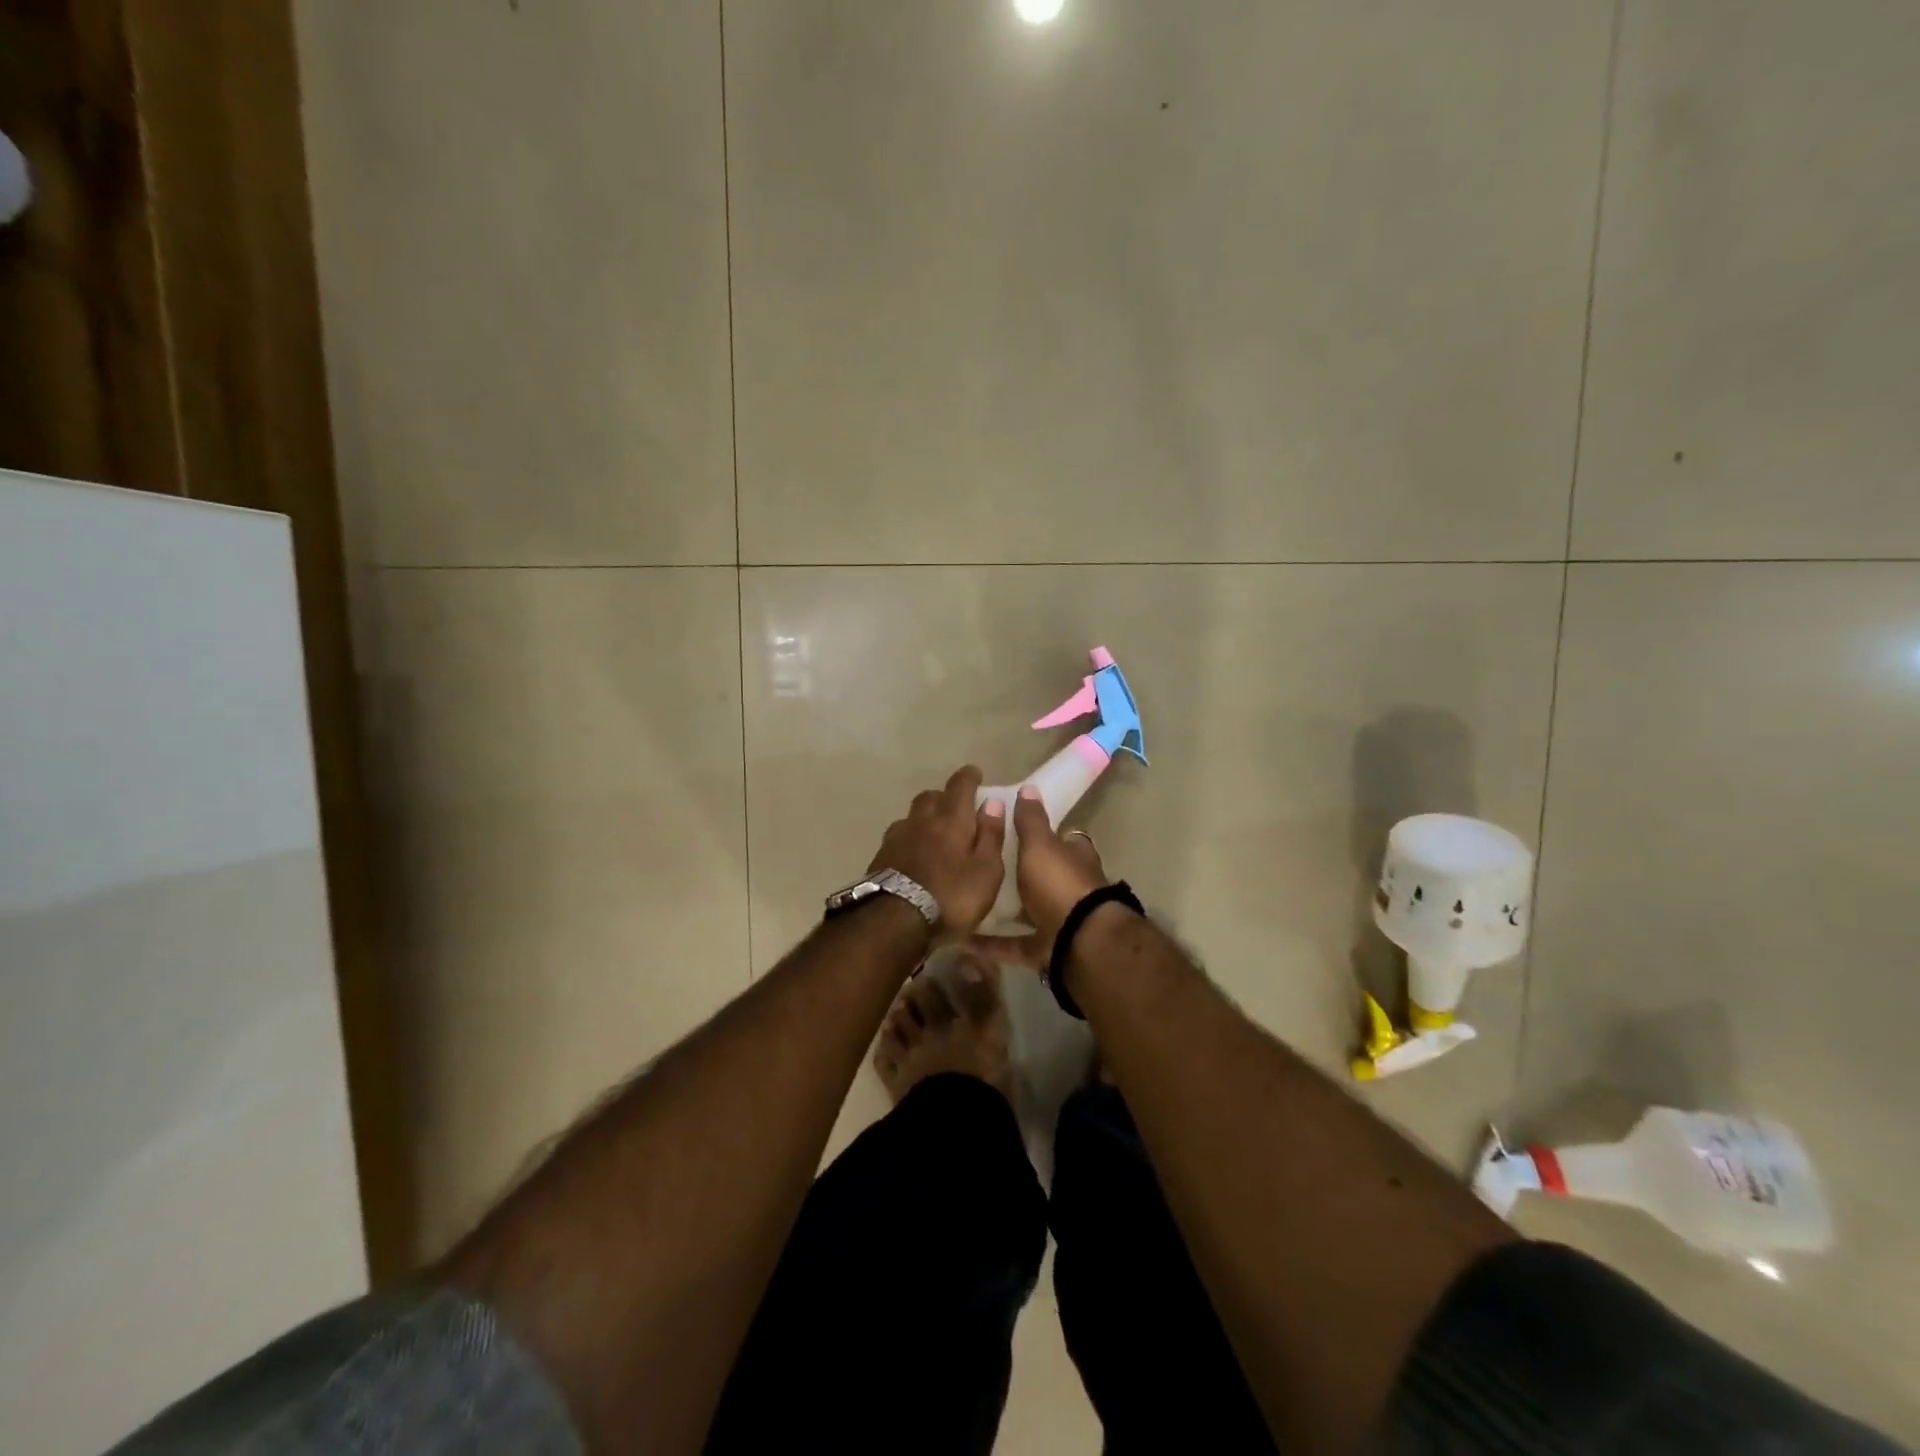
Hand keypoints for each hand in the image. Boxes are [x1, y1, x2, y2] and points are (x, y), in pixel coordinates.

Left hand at [868, 766, 1007, 938]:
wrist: (894, 921)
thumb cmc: (951, 897)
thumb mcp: (986, 871)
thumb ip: (990, 835)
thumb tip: (992, 803)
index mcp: (951, 819)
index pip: (960, 786)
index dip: (969, 777)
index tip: (975, 773)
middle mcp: (922, 820)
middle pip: (931, 796)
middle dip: (944, 796)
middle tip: (956, 808)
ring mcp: (897, 837)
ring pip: (912, 816)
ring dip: (924, 817)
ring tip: (934, 832)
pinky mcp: (881, 857)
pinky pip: (898, 836)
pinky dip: (910, 838)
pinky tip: (913, 853)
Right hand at [972, 786, 1108, 966]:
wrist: (1080, 942)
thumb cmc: (1060, 883)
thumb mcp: (1040, 845)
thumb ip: (1031, 820)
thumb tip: (1029, 787)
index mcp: (1075, 858)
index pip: (1061, 839)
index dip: (1041, 834)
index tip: (1012, 830)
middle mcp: (1071, 888)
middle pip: (1043, 877)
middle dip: (1019, 875)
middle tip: (982, 867)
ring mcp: (1060, 922)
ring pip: (1029, 912)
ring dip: (1004, 911)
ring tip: (969, 902)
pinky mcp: (1046, 950)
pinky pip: (1014, 945)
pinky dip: (992, 944)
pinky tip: (965, 941)